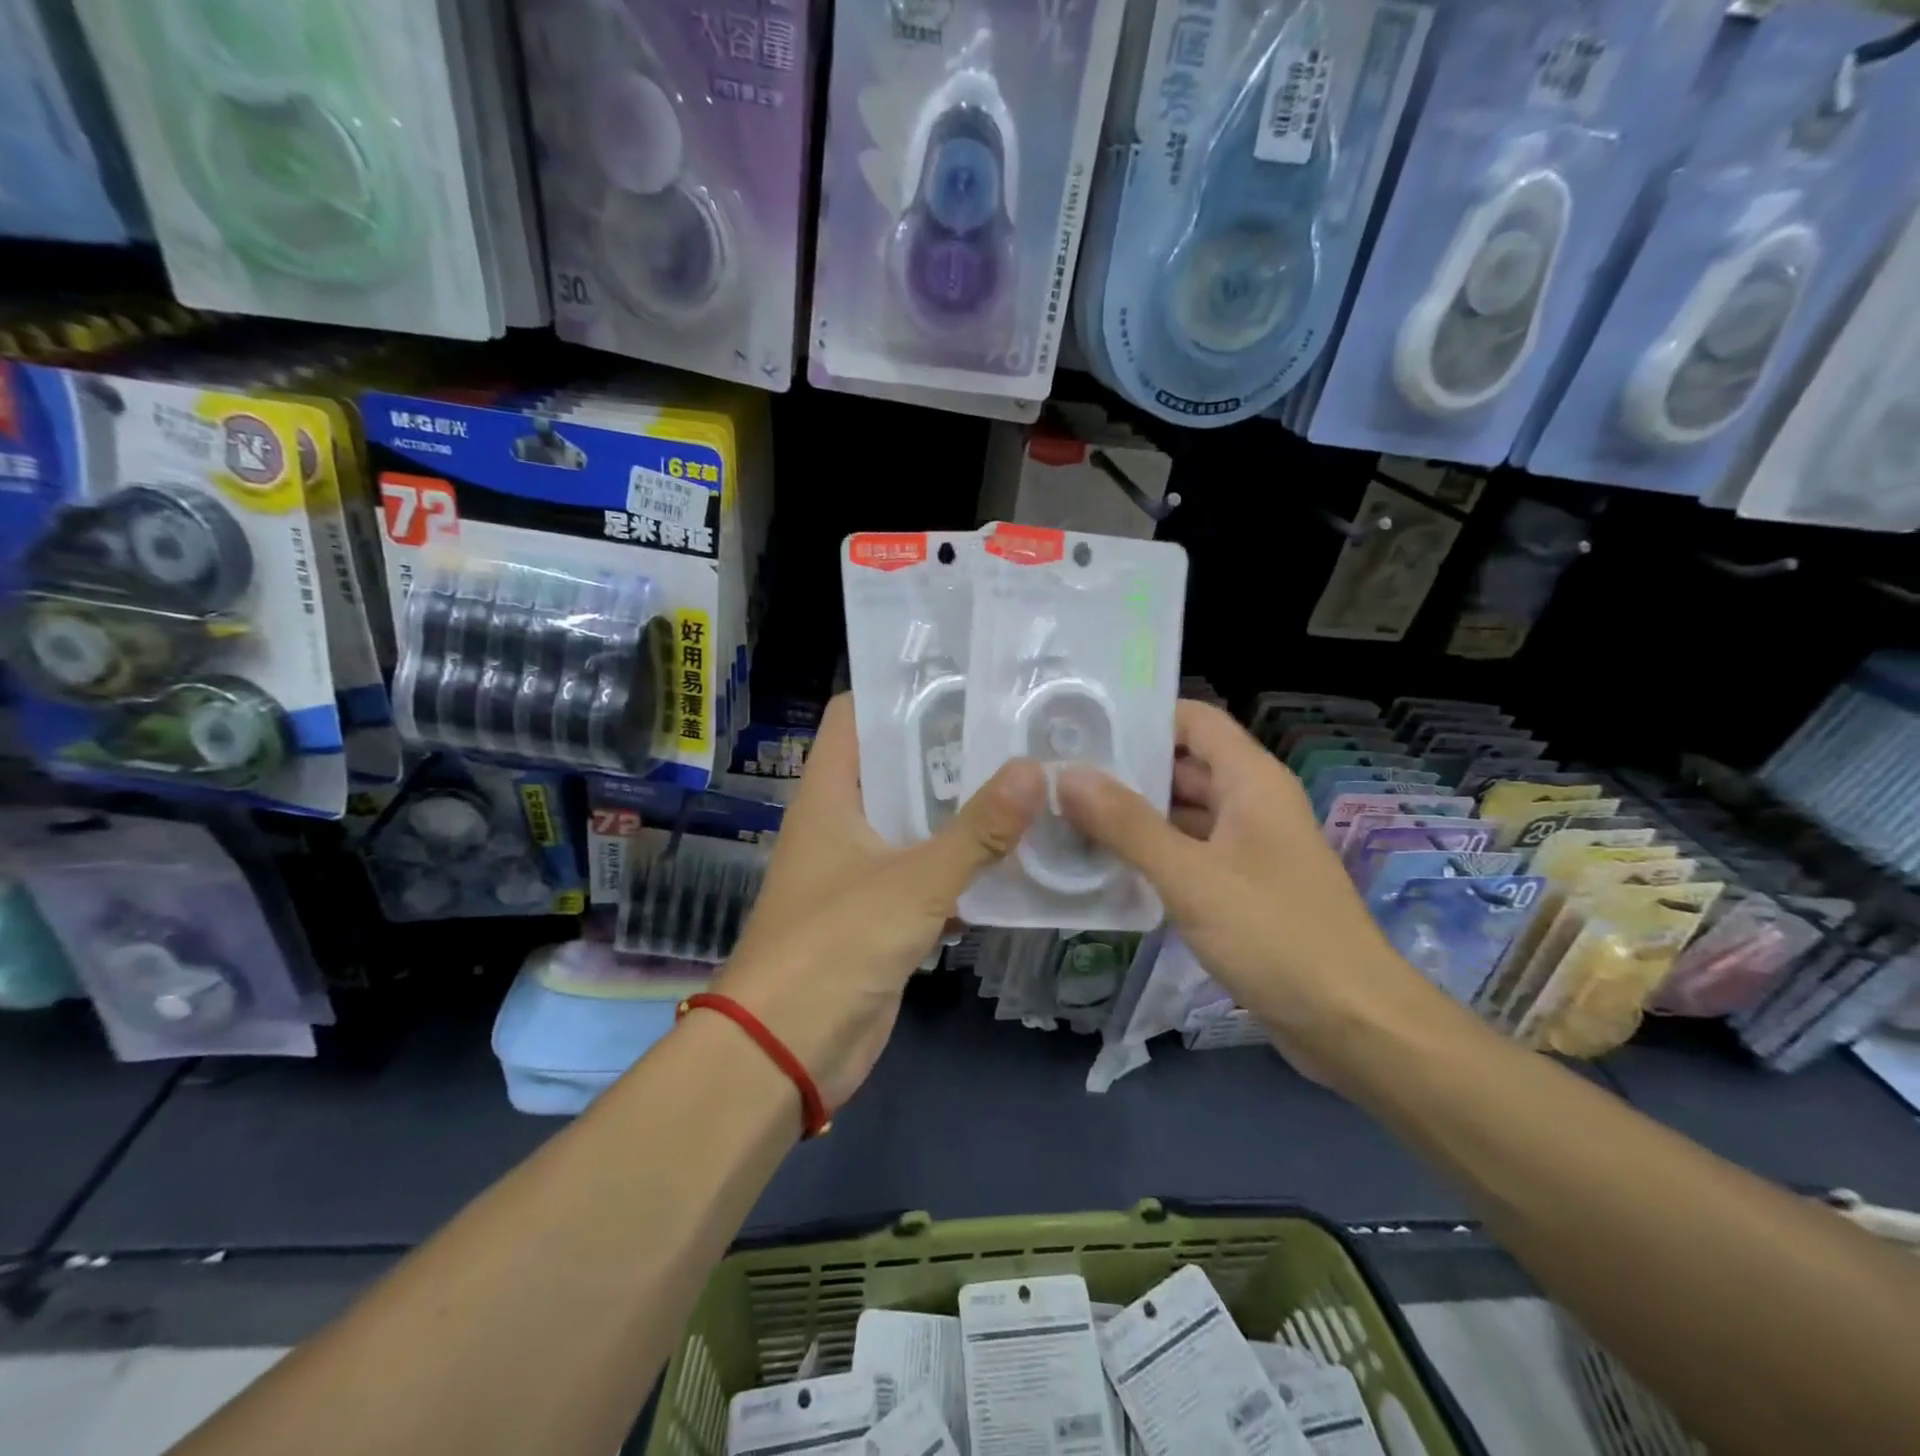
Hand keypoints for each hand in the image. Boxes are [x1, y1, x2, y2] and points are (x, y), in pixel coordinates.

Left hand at [713, 695, 1044, 1111]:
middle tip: (1014, 728)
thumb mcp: (912, 882)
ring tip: (1026, 779)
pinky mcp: (881, 913)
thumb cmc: (835, 946)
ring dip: (960, 809)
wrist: (787, 1051)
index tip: (961, 679)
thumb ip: (976, 831)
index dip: (898, 692)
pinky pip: (927, 873)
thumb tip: (1035, 770)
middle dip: (948, 750)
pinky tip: (1015, 854)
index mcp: (829, 795)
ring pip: (915, 822)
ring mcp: (860, 869)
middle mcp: (841, 822)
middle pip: (894, 766)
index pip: (855, 716)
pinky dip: (962, 863)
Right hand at [1057, 701, 1429, 1056]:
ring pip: (1182, 812)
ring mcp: (1248, 847)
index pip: (1193, 720)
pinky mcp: (1242, 888)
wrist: (1352, 1024)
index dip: (1142, 716)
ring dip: (1132, 814)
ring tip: (1066, 814)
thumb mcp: (1192, 876)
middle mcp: (1252, 803)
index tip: (1083, 725)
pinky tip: (1103, 863)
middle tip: (1057, 772)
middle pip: (1182, 765)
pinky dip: (1150, 852)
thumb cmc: (1276, 935)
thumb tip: (1067, 775)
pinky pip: (1188, 853)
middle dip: (1125, 768)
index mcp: (1251, 781)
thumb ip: (1127, 824)